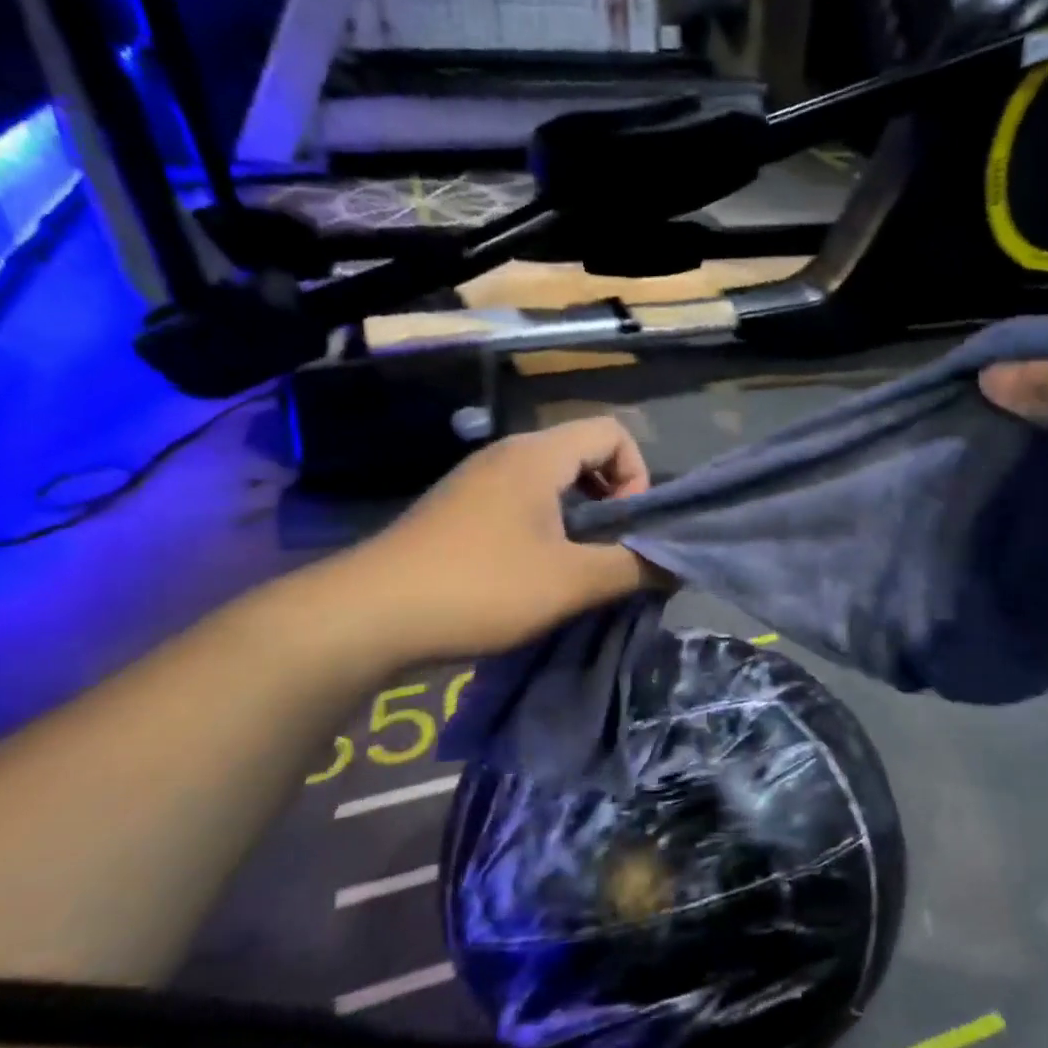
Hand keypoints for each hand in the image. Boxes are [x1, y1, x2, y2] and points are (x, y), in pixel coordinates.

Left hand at [336, 418, 661, 661]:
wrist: (369, 615)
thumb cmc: (481, 587)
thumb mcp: (571, 582)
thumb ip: (633, 567)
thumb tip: (677, 564)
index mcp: (537, 455)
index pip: (612, 432)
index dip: (637, 476)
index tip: (627, 529)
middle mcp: (506, 456)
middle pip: (582, 456)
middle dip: (610, 503)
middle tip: (609, 554)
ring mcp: (476, 483)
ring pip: (551, 485)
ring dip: (577, 522)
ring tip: (576, 571)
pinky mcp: (457, 513)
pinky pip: (520, 506)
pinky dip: (544, 532)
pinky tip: (534, 578)